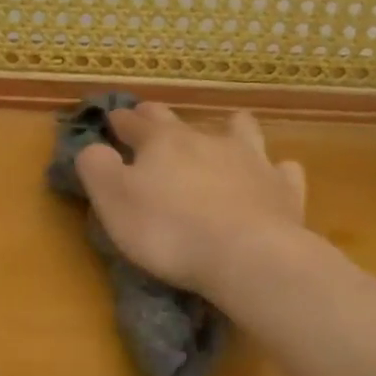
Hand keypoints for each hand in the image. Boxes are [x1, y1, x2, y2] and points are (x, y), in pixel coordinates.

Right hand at [75, 103, 309, 298]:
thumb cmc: (168, 230)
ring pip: (240, 131)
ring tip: (224, 135)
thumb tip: (93, 148)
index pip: (134, 123)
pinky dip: (274, 170)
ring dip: (228, 129)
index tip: (112, 120)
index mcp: (162, 142)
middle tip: (150, 122)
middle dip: (160, 119)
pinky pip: (282, 169)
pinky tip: (272, 176)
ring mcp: (252, 160)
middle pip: (180, 121)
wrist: (247, 256)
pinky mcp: (283, 189)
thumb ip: (96, 168)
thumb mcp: (113, 200)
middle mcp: (207, 140)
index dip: (120, 121)